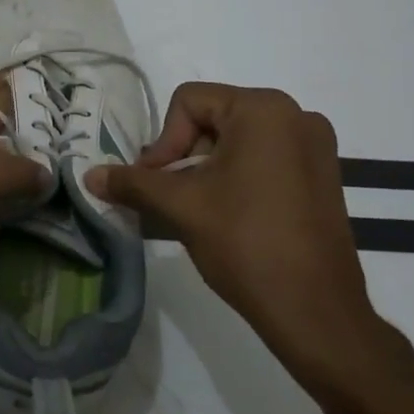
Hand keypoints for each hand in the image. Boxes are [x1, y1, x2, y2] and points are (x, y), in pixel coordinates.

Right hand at [87, 83, 382, 380]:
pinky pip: (266, 159)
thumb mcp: (180, 206)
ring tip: (196, 209)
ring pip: (239, 141)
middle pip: (215, 118)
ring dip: (207, 169)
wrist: (315, 311)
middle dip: (184, 155)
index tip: (155, 183)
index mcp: (263, 109)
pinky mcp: (324, 175)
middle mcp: (296, 115)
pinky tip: (229, 215)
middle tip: (170, 196)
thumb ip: (132, 183)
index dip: (164, 141)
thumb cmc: (245, 242)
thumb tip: (89, 176)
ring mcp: (316, 146)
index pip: (189, 102)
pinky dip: (238, 177)